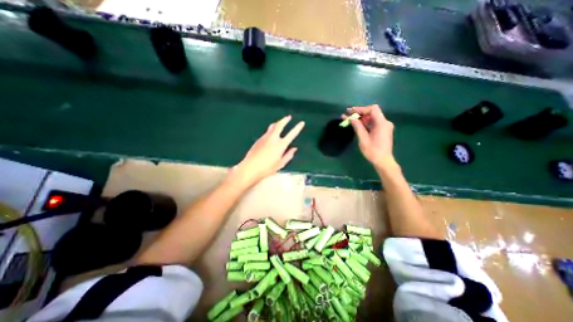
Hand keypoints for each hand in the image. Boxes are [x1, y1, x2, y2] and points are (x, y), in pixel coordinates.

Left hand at [230, 115, 305, 186]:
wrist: (250, 168)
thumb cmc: (267, 168)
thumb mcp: (280, 164)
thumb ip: (288, 155)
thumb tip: (294, 149)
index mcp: (280, 145)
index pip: (292, 134)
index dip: (298, 128)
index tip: (301, 123)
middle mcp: (273, 138)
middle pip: (280, 125)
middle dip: (285, 120)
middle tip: (289, 117)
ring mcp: (265, 138)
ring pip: (272, 127)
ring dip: (277, 123)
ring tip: (280, 122)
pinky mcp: (259, 140)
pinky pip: (267, 132)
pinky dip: (271, 130)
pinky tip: (271, 134)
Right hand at [342, 104, 396, 167]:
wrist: (383, 161)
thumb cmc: (373, 151)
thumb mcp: (363, 139)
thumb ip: (357, 126)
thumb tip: (351, 118)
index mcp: (381, 123)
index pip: (372, 109)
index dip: (361, 109)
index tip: (351, 111)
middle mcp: (385, 122)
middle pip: (372, 113)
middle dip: (359, 113)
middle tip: (347, 115)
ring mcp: (384, 127)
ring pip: (372, 118)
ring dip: (361, 118)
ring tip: (349, 119)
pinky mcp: (383, 131)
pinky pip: (373, 123)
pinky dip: (365, 123)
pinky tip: (357, 125)